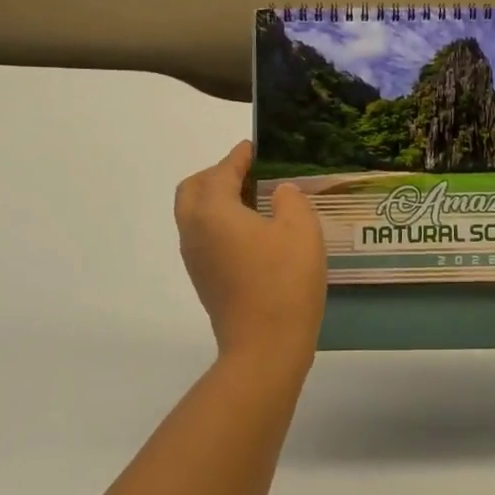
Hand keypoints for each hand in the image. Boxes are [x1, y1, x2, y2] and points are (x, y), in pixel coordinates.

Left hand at [174, 141, 326, 368]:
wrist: (265, 348)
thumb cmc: (284, 281)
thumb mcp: (300, 229)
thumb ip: (289, 199)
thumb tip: (279, 193)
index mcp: (212, 211)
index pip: (221, 171)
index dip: (239, 156)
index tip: (255, 147)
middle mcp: (194, 231)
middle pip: (193, 190)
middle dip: (217, 175)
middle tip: (249, 173)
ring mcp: (195, 259)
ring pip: (195, 215)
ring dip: (217, 199)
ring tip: (255, 199)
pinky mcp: (204, 280)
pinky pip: (204, 237)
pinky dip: (220, 222)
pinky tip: (253, 231)